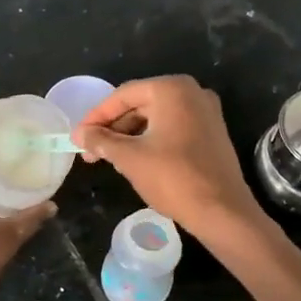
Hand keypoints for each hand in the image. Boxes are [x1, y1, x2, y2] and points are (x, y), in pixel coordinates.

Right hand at [73, 76, 264, 241]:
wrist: (222, 211)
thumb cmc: (173, 178)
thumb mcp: (129, 158)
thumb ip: (101, 141)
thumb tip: (79, 134)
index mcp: (172, 89)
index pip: (123, 95)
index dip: (96, 116)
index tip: (78, 136)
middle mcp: (192, 92)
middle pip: (140, 104)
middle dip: (113, 128)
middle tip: (91, 152)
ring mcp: (206, 112)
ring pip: (156, 118)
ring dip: (130, 137)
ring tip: (110, 160)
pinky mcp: (211, 132)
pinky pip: (173, 128)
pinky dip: (151, 140)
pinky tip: (135, 161)